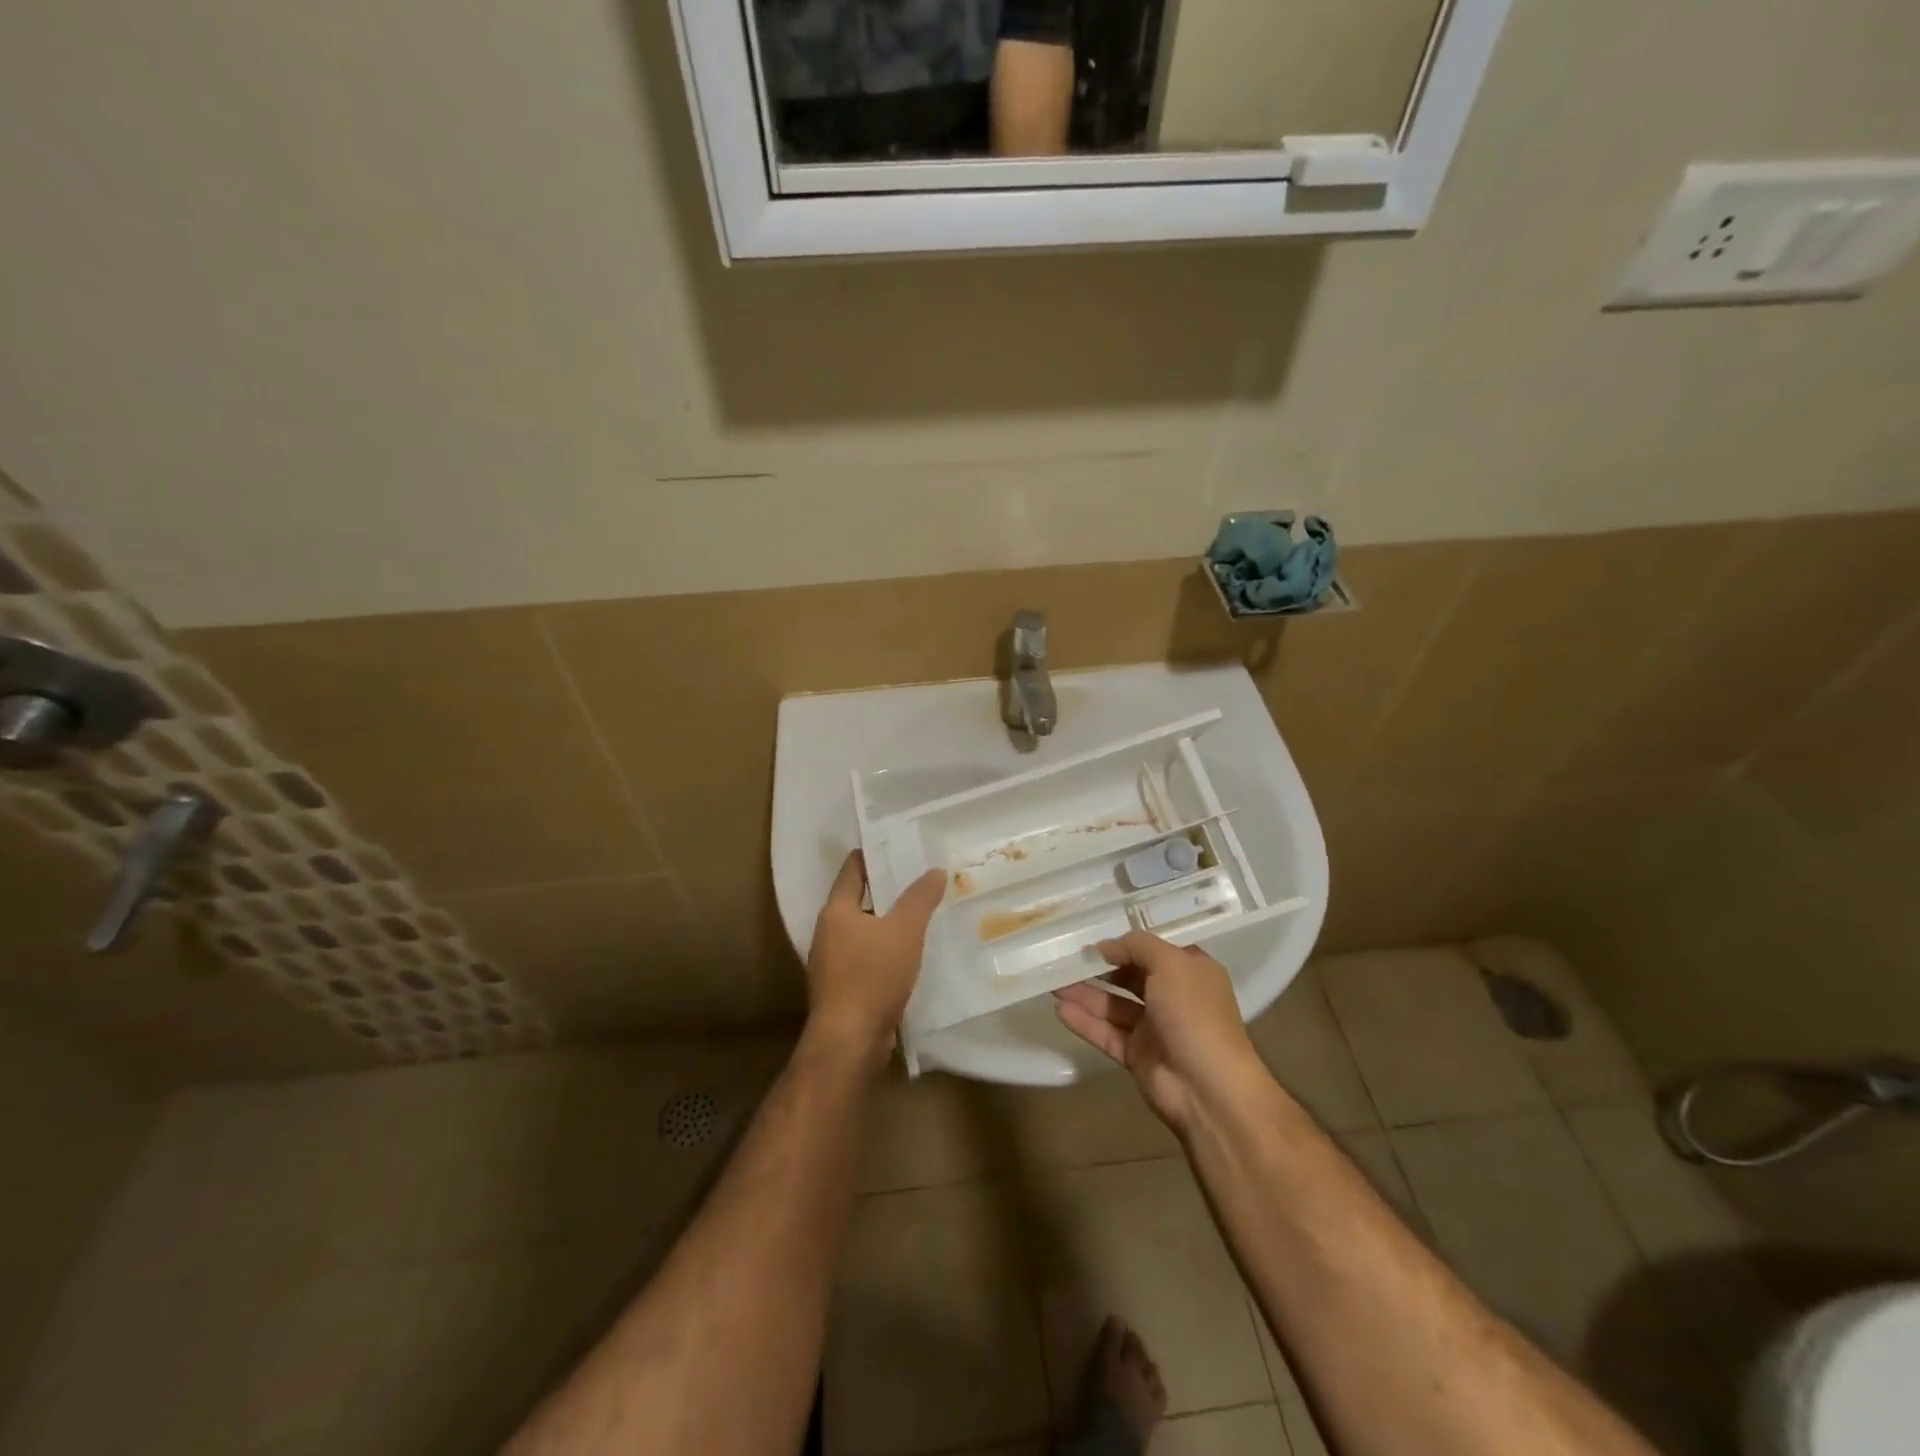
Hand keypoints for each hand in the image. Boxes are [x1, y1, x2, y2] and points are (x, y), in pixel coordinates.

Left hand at [805, 851, 945, 1068]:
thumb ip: (920, 898)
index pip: (852, 870)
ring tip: (918, 914)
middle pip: (857, 900)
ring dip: (886, 922)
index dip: (871, 855)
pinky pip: (865, 958)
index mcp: (836, 911)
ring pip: (863, 931)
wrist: (850, 1040)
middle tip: (916, 877)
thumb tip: (935, 869)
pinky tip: (908, 955)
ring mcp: (832, 963)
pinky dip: (885, 950)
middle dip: (885, 889)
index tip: (894, 844)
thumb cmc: (872, 976)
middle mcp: (828, 932)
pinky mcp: (843, 989)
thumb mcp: (904, 930)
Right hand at [1053, 931, 1264, 1131]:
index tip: (1095, 940)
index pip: (1155, 952)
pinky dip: (1085, 1022)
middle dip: (1100, 969)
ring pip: (1114, 1006)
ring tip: (1054, 983)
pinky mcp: (1137, 1056)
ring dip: (1086, 994)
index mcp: (1191, 973)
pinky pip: (1107, 1033)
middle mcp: (1174, 998)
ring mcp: (1155, 1029)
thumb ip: (1137, 946)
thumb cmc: (1194, 1014)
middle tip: (1068, 960)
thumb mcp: (1170, 964)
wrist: (1208, 1088)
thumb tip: (1105, 947)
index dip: (1127, 945)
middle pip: (1131, 978)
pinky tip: (1060, 1010)